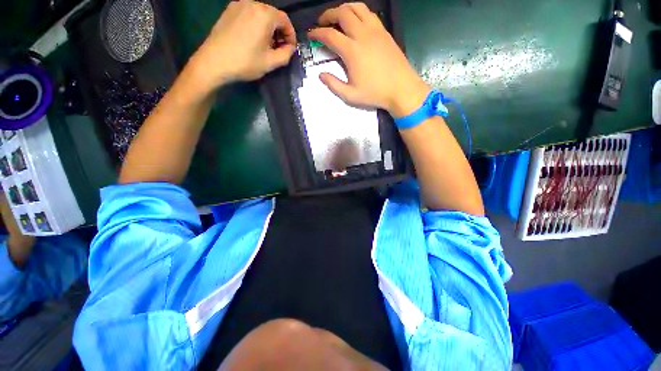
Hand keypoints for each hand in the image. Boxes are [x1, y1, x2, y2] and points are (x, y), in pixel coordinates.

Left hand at [188, 0, 296, 90]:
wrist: (214, 62)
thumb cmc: (245, 62)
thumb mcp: (271, 62)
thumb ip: (286, 54)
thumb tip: (290, 48)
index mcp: (265, 15)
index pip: (285, 20)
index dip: (291, 35)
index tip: (290, 49)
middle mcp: (252, 4)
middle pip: (273, 15)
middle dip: (279, 31)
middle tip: (279, 48)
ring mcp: (238, 5)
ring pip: (261, 14)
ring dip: (268, 28)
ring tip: (266, 44)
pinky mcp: (229, 10)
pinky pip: (249, 14)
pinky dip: (255, 24)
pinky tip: (253, 38)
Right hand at [308, 3, 430, 117]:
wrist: (401, 89)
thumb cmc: (375, 94)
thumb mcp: (350, 96)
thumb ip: (334, 85)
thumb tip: (321, 75)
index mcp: (352, 51)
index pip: (330, 35)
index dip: (317, 33)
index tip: (311, 35)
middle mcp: (362, 35)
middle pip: (342, 13)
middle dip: (328, 15)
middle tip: (322, 22)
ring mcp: (375, 30)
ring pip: (357, 8)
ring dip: (343, 9)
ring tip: (337, 17)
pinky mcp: (384, 31)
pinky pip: (369, 13)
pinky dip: (358, 12)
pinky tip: (356, 21)